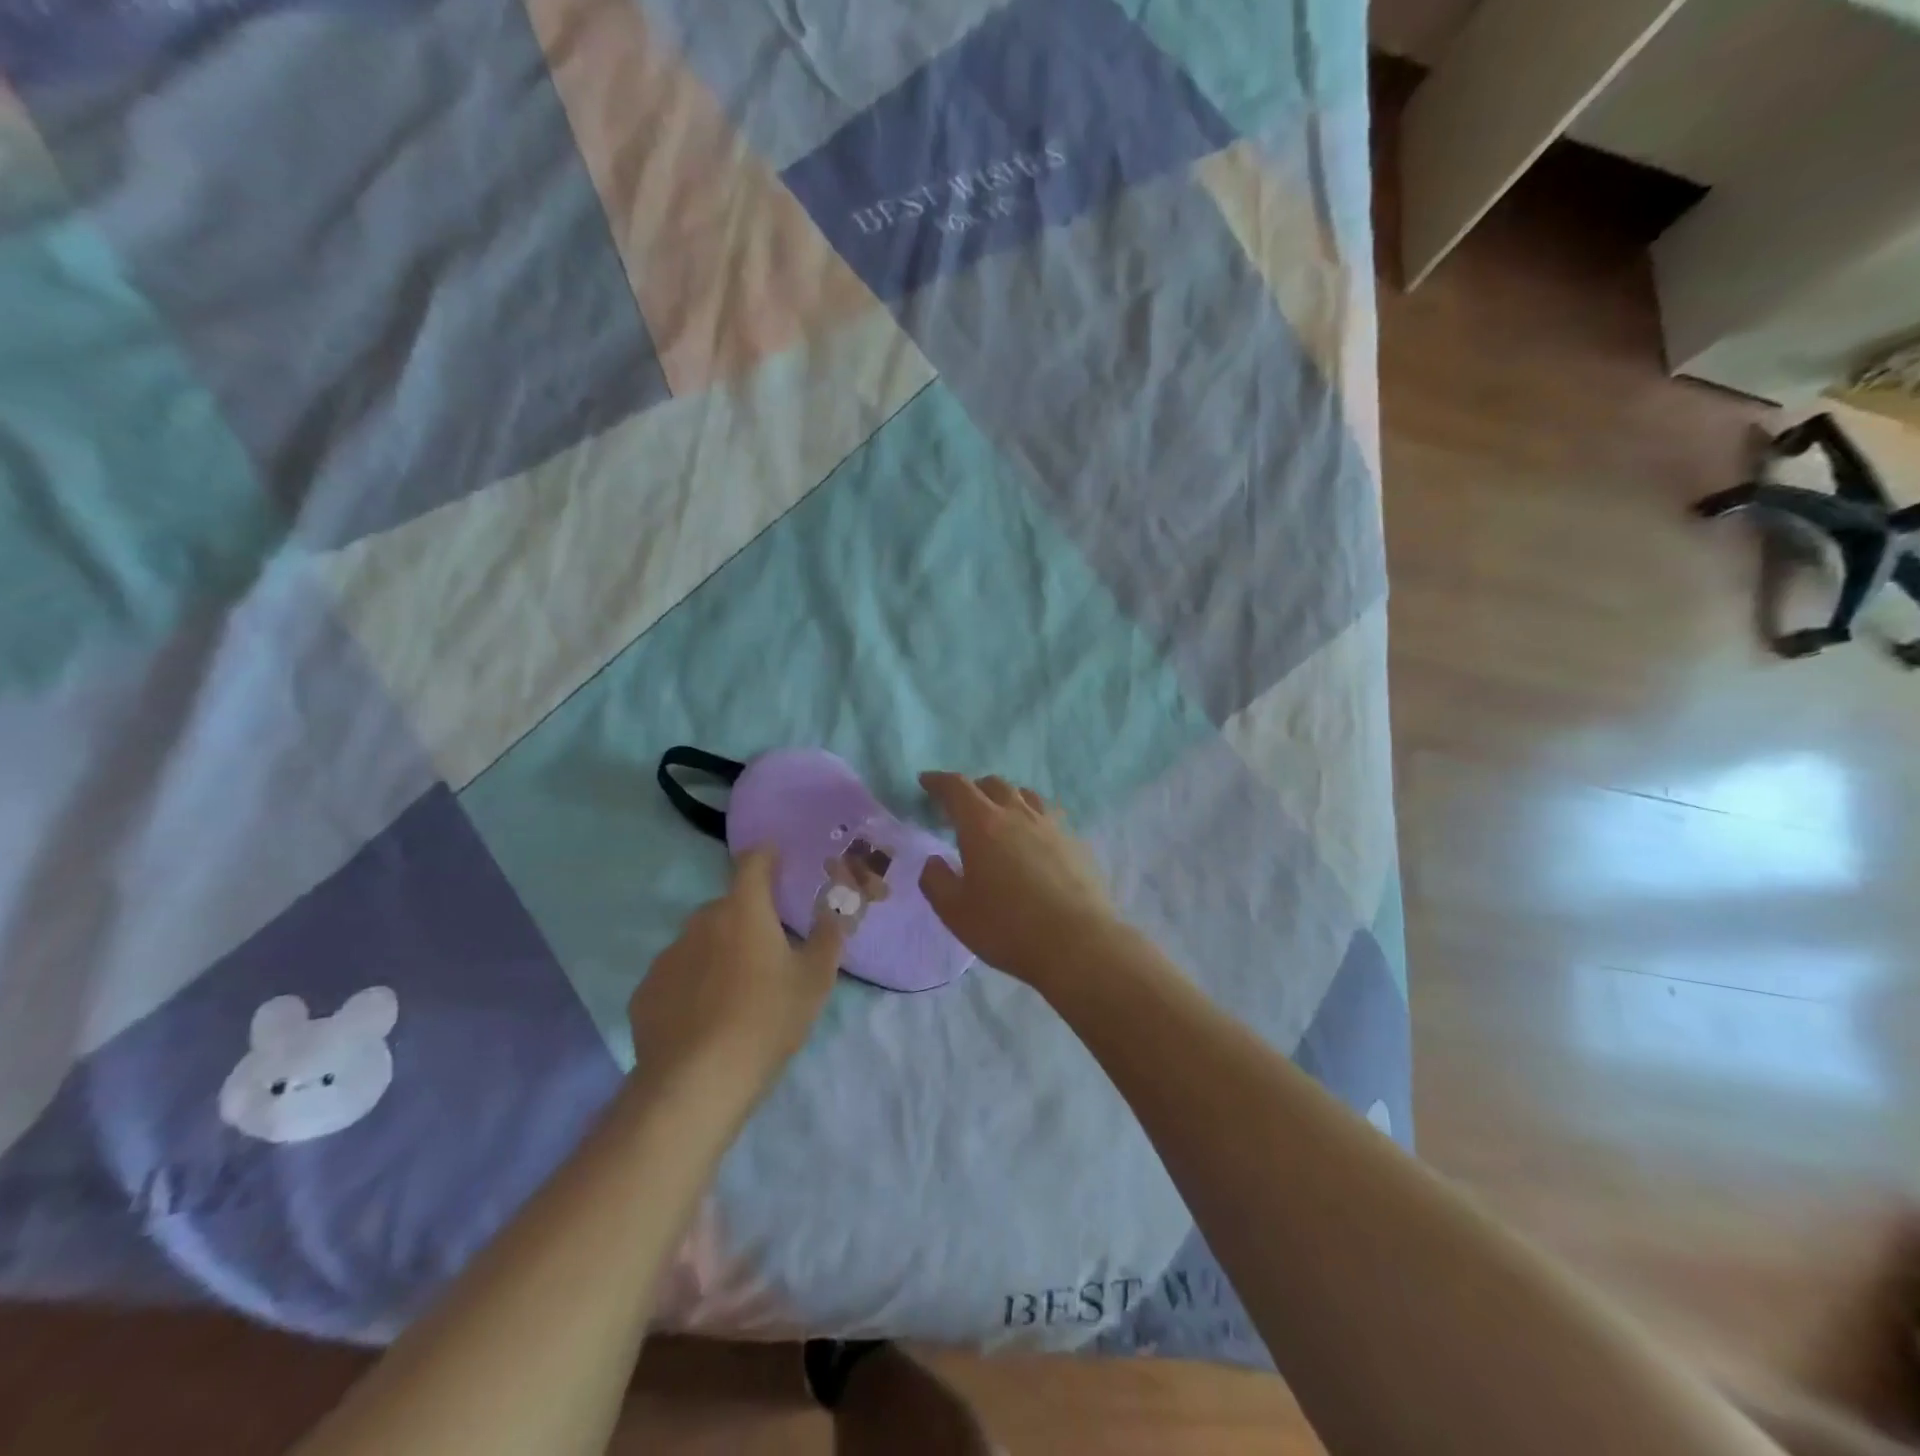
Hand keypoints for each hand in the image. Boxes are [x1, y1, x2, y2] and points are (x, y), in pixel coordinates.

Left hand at [628, 849, 844, 1100]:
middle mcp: (700, 921)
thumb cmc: (766, 1020)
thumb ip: (827, 939)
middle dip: (747, 919)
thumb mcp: (814, 981)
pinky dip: (691, 985)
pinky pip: (677, 976)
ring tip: (735, 993)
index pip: (754, 863)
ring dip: (718, 953)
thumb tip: (834, 914)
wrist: (696, 1083)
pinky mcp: (646, 991)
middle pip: (728, 907)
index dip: (767, 856)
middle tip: (768, 953)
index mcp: (744, 910)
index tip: (778, 860)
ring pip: (700, 942)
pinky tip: (704, 1019)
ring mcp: (667, 956)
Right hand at [917, 772, 1122, 987]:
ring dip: (1006, 798)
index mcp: (982, 824)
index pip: (956, 788)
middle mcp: (1018, 814)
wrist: (1077, 943)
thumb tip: (934, 861)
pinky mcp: (1075, 842)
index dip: (938, 781)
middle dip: (973, 789)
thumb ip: (936, 881)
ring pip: (1025, 795)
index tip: (926, 781)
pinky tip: (1033, 841)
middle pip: (993, 785)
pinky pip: (1049, 816)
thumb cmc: (1007, 927)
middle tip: (962, 807)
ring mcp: (1051, 826)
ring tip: (1000, 817)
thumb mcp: (955, 912)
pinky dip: (1033, 818)